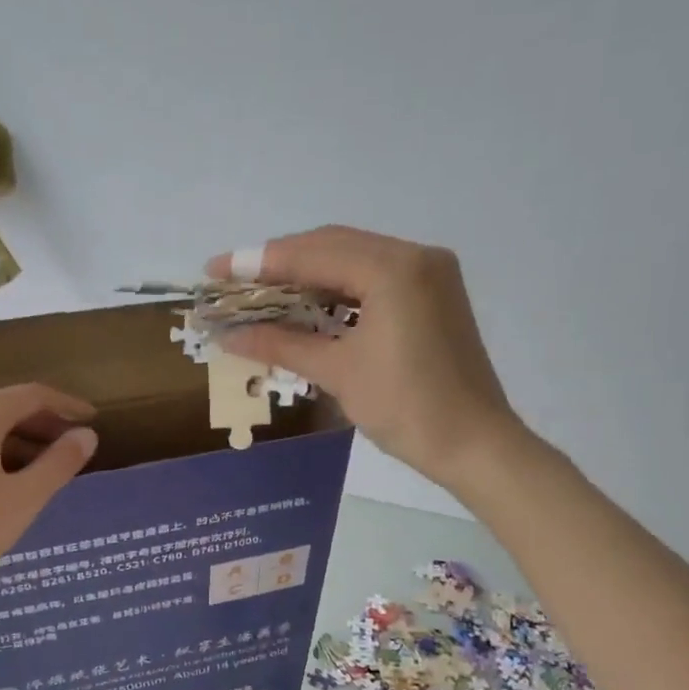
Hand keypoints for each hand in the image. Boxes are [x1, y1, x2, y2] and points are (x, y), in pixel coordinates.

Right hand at [206, 226, 519, 486]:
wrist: (473, 443)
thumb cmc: (405, 408)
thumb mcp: (337, 372)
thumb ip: (281, 343)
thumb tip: (227, 335)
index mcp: (394, 269)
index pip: (313, 253)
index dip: (258, 261)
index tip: (215, 269)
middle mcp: (415, 256)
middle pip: (333, 246)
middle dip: (280, 263)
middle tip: (235, 281)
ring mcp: (430, 273)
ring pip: (354, 259)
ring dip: (308, 274)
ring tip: (263, 293)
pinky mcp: (434, 294)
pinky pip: (374, 278)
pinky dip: (338, 289)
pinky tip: (308, 305)